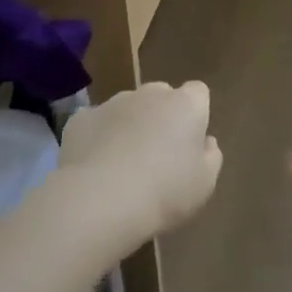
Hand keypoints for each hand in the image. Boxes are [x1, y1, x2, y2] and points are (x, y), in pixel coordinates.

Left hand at [59, 81, 223, 246]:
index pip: (198, 92)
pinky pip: (95, 123)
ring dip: (128, 126)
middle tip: (157, 155)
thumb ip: (210, 157)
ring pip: (126, 108)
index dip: (195, 114)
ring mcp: (113, 102)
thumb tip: (206, 142)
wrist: (101, 199)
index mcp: (185, 104)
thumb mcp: (204, 184)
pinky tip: (95, 167)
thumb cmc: (164, 191)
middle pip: (161, 96)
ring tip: (122, 166)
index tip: (189, 142)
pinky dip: (97, 138)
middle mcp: (150, 93)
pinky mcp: (81, 119)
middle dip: (160, 117)